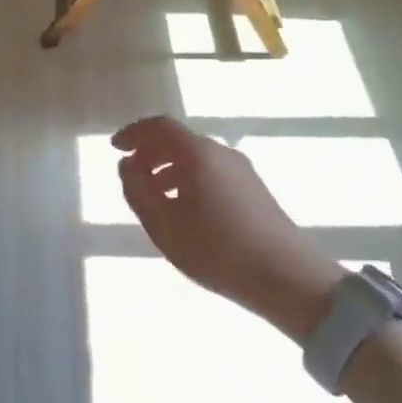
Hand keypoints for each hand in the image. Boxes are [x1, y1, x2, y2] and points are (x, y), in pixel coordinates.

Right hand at [113, 116, 339, 339]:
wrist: (286, 276)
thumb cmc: (216, 250)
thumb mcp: (163, 225)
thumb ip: (138, 191)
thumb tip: (127, 166)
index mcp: (198, 154)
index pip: (160, 127)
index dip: (134, 133)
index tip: (115, 147)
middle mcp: (221, 152)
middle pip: (179, 140)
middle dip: (150, 153)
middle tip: (131, 175)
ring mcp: (242, 170)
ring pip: (196, 158)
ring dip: (169, 169)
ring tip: (153, 197)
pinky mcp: (253, 189)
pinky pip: (211, 172)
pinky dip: (188, 180)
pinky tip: (184, 210)